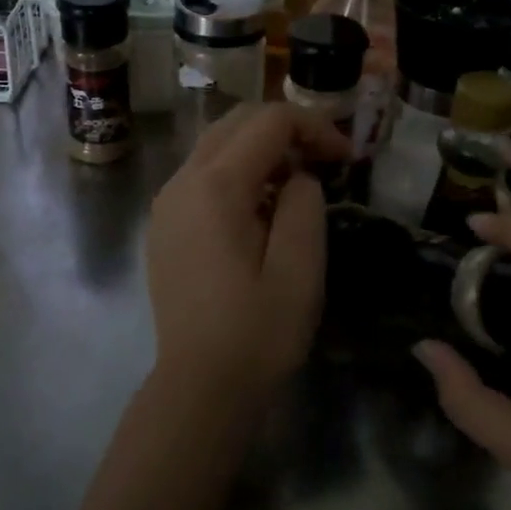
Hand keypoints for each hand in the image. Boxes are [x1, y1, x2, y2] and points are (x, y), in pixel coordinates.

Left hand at [145, 103, 348, 402]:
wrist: (199, 388)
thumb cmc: (257, 332)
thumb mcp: (301, 267)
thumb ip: (304, 202)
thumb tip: (297, 176)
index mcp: (216, 186)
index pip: (269, 121)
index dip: (315, 127)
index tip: (347, 159)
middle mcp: (182, 181)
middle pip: (237, 121)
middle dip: (286, 130)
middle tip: (325, 162)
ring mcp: (166, 203)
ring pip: (216, 145)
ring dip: (261, 150)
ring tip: (297, 185)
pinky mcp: (163, 225)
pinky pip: (202, 175)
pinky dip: (237, 172)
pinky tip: (260, 210)